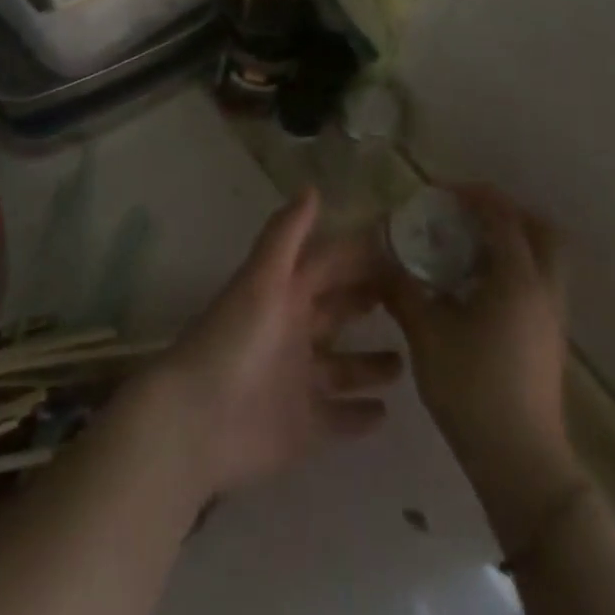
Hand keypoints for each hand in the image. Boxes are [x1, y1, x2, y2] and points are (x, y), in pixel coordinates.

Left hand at [151, 188, 400, 497]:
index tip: (402, 247)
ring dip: (370, 361)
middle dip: (368, 300)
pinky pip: (339, 418)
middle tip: (415, 297)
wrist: (200, 419)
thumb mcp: (261, 279)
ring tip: (409, 355)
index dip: (359, 256)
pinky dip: (360, 415)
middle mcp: (293, 332)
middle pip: (336, 310)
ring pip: (343, 366)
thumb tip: (311, 187)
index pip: (328, 265)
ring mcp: (298, 380)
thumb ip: (286, 235)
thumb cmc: (235, 340)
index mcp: (284, 293)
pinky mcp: (303, 426)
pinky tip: (387, 412)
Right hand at [382, 185, 582, 519]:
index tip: (439, 192)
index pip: (503, 216)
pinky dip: (512, 269)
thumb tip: (379, 258)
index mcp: (517, 279)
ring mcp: (551, 318)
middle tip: (466, 214)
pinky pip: (537, 284)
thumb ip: (401, 289)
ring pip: (544, 260)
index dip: (473, 194)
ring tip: (465, 248)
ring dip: (511, 242)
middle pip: (541, 231)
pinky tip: (473, 288)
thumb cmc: (472, 389)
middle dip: (506, 213)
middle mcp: (543, 290)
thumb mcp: (425, 334)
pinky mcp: (548, 341)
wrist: (520, 464)